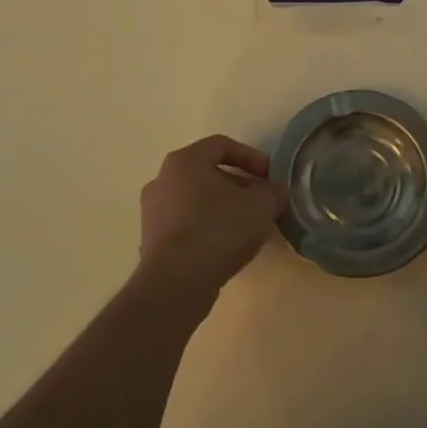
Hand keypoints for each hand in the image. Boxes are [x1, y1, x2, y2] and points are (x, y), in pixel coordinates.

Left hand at [138, 134, 286, 299]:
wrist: (176, 282)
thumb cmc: (219, 230)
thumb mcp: (261, 206)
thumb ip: (273, 192)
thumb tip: (275, 192)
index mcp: (185, 161)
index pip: (221, 145)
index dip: (251, 157)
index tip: (270, 176)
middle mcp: (162, 179)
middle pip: (207, 172)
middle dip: (238, 184)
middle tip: (261, 201)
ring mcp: (152, 211)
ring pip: (195, 199)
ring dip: (222, 207)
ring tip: (246, 226)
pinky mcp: (151, 240)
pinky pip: (185, 224)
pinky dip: (205, 228)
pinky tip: (224, 246)